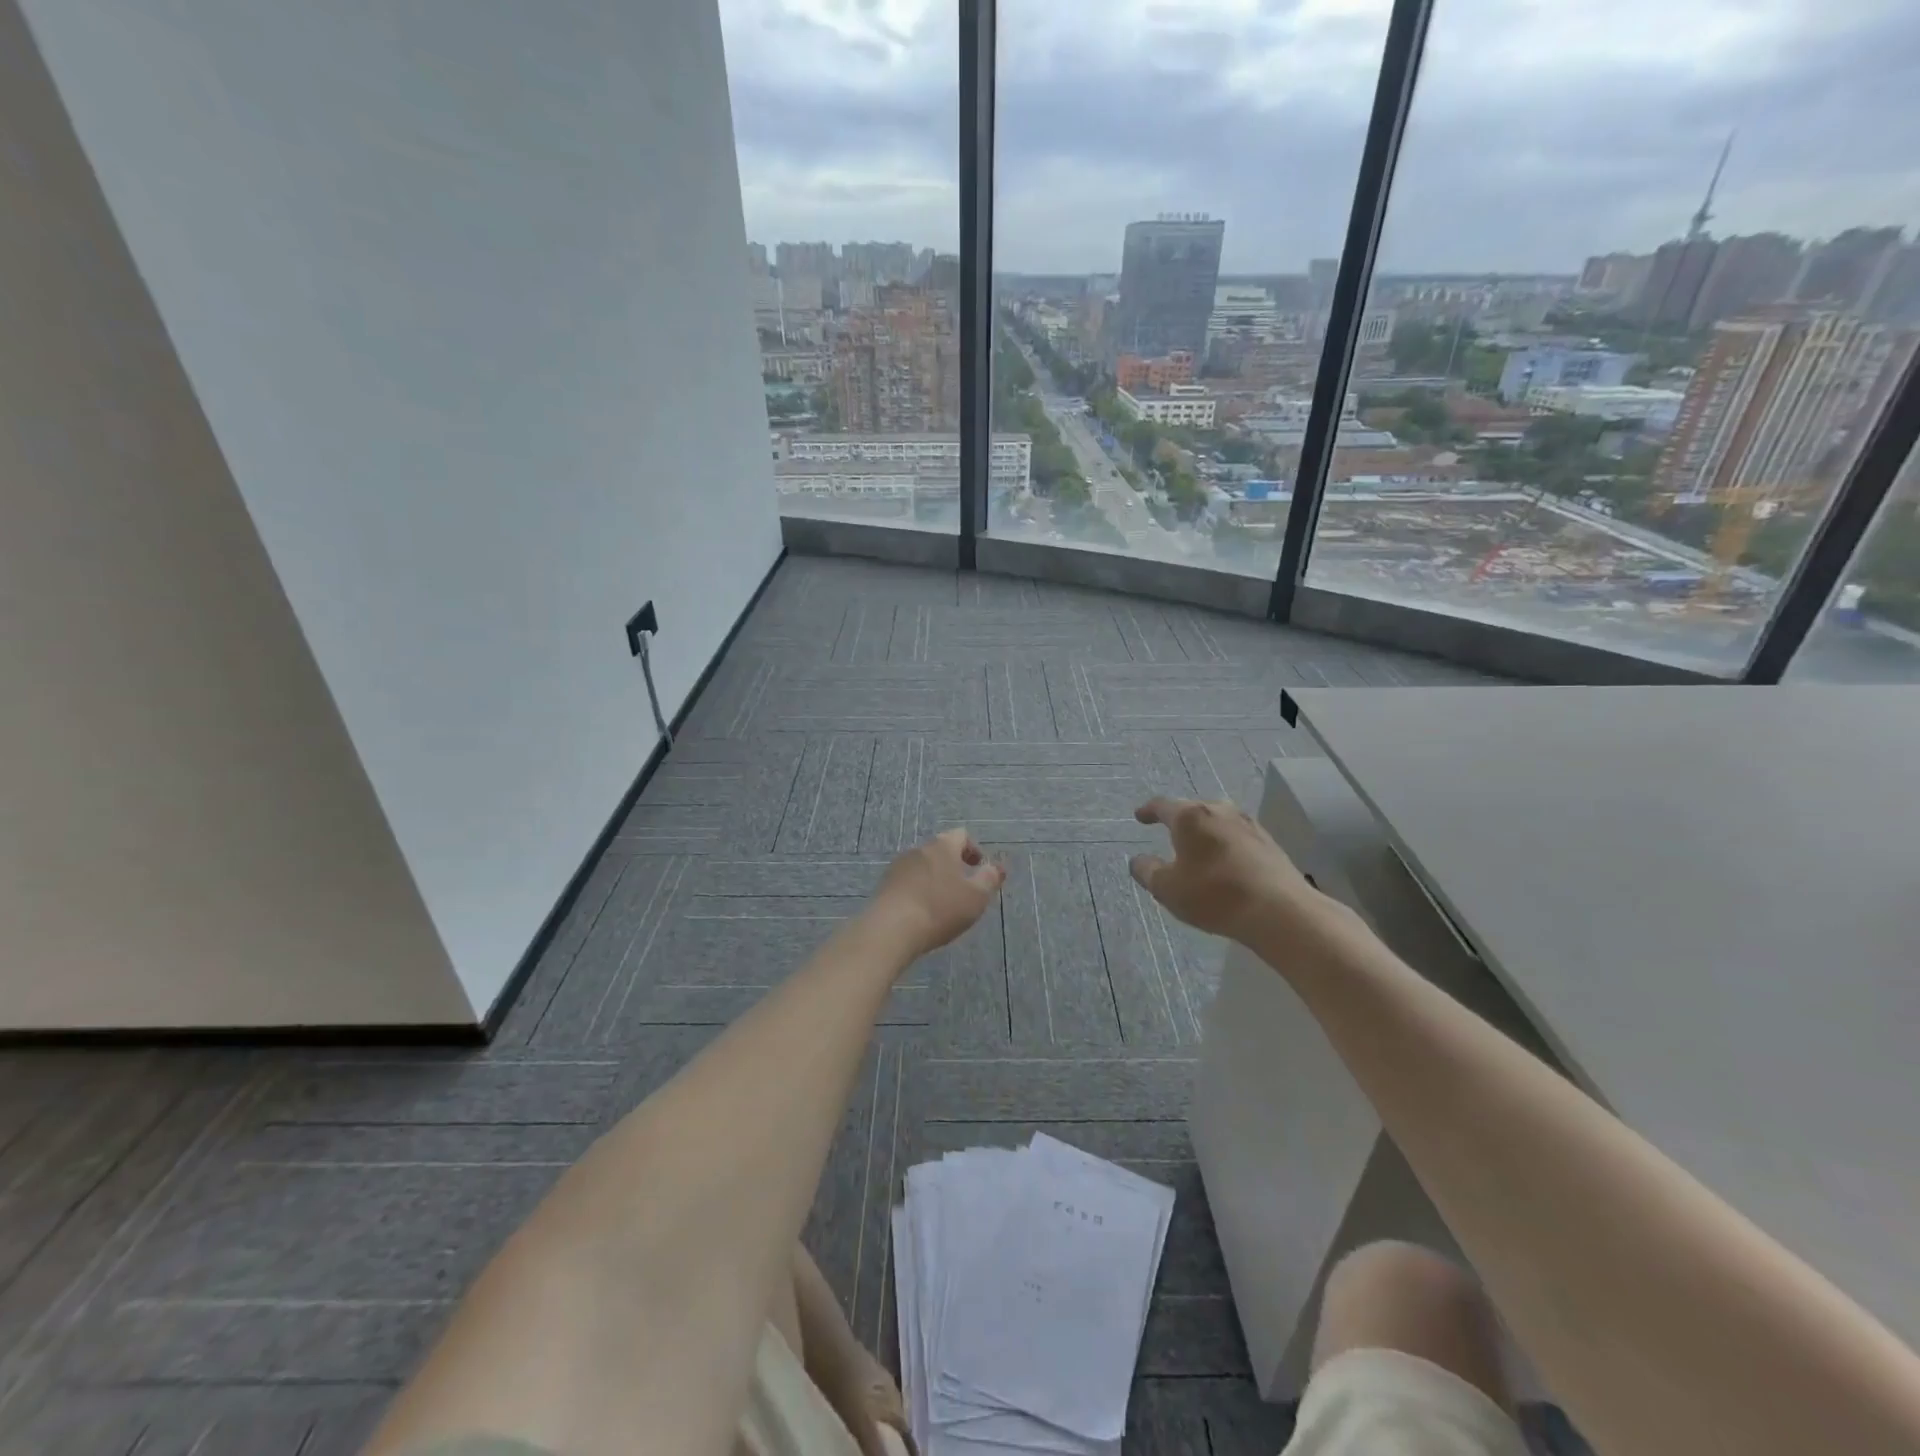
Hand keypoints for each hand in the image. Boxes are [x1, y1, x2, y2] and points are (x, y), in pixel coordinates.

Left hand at [866, 828, 1006, 958]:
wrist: (891, 929)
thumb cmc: (940, 909)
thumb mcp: (976, 897)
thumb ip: (989, 879)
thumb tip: (997, 867)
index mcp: (942, 846)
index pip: (961, 835)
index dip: (973, 850)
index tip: (979, 869)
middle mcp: (918, 849)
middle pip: (940, 850)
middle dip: (954, 865)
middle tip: (964, 888)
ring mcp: (898, 866)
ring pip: (923, 866)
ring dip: (936, 878)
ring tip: (943, 903)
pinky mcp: (884, 885)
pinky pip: (908, 881)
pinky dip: (919, 890)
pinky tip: (922, 912)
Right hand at [1129, 797, 1319, 944]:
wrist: (1280, 911)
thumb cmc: (1215, 895)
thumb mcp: (1168, 889)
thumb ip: (1147, 871)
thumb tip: (1138, 860)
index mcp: (1190, 817)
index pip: (1163, 806)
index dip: (1148, 811)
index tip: (1140, 816)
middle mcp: (1219, 811)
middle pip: (1193, 810)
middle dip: (1179, 820)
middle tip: (1168, 834)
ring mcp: (1248, 824)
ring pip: (1217, 821)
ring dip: (1204, 832)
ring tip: (1197, 848)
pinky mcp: (1269, 842)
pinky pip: (1236, 836)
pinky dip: (1224, 844)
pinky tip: (1224, 862)